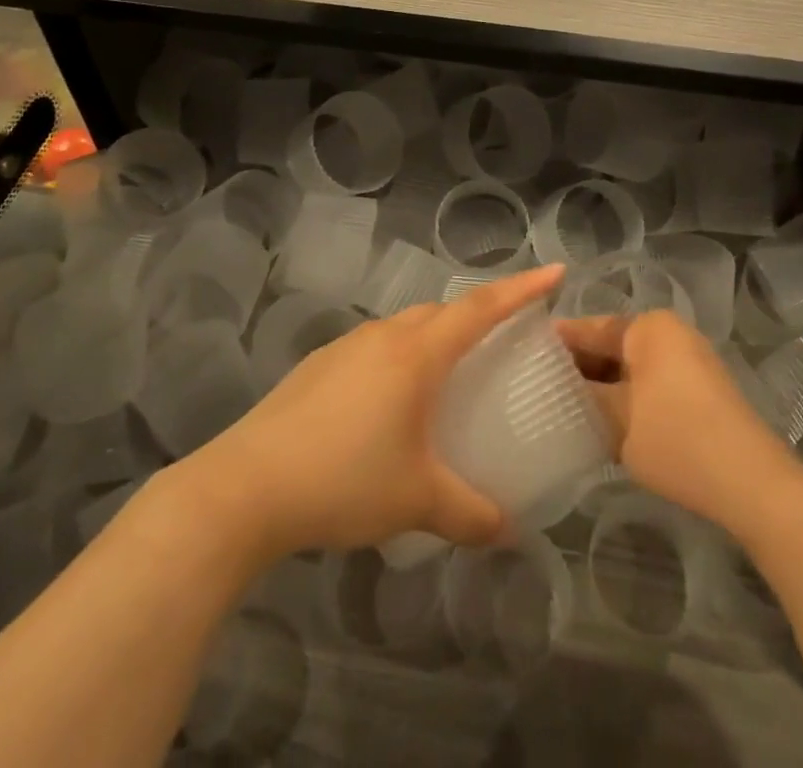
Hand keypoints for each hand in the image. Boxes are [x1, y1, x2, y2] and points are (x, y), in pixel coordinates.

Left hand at [183, 265, 564, 563]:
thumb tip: (507, 529)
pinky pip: (373, 349)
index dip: (521, 289)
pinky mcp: (316, 366)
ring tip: (444, 378)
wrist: (247, 486)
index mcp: (416, 354)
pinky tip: (386, 406)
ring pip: (403, 328)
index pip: (481, 308)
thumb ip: (469, 513)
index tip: (555, 272)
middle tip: (500, 338)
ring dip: (432, 338)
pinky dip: (396, 360)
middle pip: (440, 312)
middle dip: (475, 315)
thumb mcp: (417, 500)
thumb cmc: (344, 480)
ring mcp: (345, 348)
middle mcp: (383, 337)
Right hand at [559, 310, 802, 534]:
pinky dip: (627, 396)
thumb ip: (582, 396)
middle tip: (539, 387)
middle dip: (579, 367)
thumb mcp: (616, 420)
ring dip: (602, 385)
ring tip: (564, 406)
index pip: (589, 327)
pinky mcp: (701, 389)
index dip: (556, 344)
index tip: (524, 358)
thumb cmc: (677, 440)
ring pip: (630, 366)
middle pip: (611, 344)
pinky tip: (603, 420)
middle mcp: (669, 333)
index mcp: (648, 327)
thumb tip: (556, 386)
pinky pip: (651, 382)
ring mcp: (689, 360)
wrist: (752, 484)